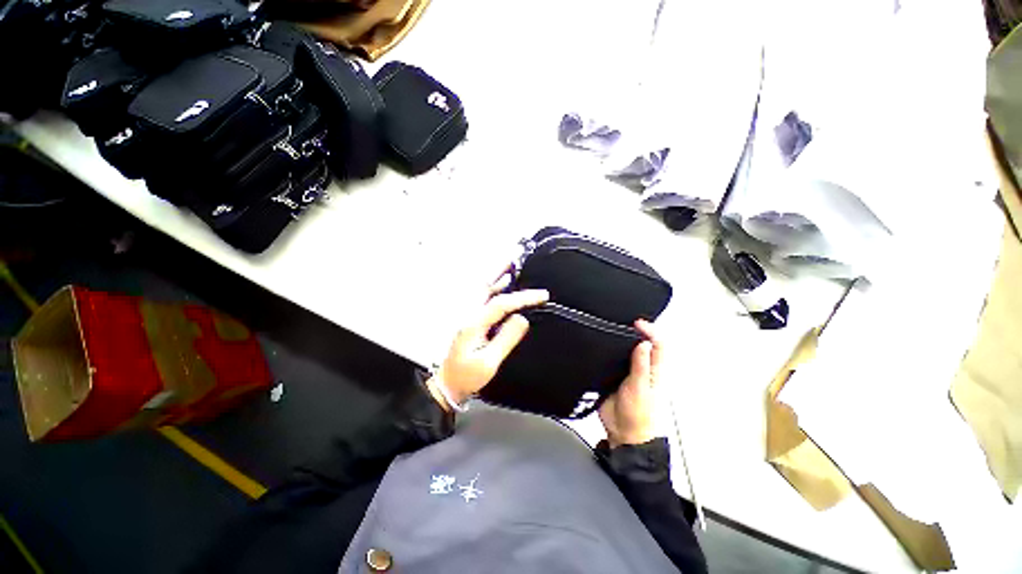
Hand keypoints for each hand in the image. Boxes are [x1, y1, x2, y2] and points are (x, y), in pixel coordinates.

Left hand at [427, 272, 548, 410]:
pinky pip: (483, 299)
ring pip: (483, 290)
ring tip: (509, 265)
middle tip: (514, 258)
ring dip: (496, 277)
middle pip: (485, 287)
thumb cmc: (467, 377)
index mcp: (473, 324)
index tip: (541, 295)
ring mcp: (468, 317)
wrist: (448, 385)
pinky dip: (493, 288)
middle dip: (501, 271)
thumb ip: (505, 339)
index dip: (522, 298)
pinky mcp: (470, 321)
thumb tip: (522, 319)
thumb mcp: (489, 363)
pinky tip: (501, 285)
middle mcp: (469, 315)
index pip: (501, 304)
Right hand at [599, 319, 663, 447]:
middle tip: (626, 322)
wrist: (623, 434)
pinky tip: (605, 348)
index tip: (637, 323)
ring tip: (615, 330)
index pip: (658, 345)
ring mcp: (629, 373)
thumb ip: (641, 366)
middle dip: (637, 332)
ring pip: (628, 351)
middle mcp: (643, 369)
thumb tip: (643, 343)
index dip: (650, 331)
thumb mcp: (640, 389)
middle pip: (644, 344)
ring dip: (623, 340)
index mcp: (655, 371)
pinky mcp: (615, 377)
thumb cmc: (639, 417)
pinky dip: (611, 352)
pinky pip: (614, 360)